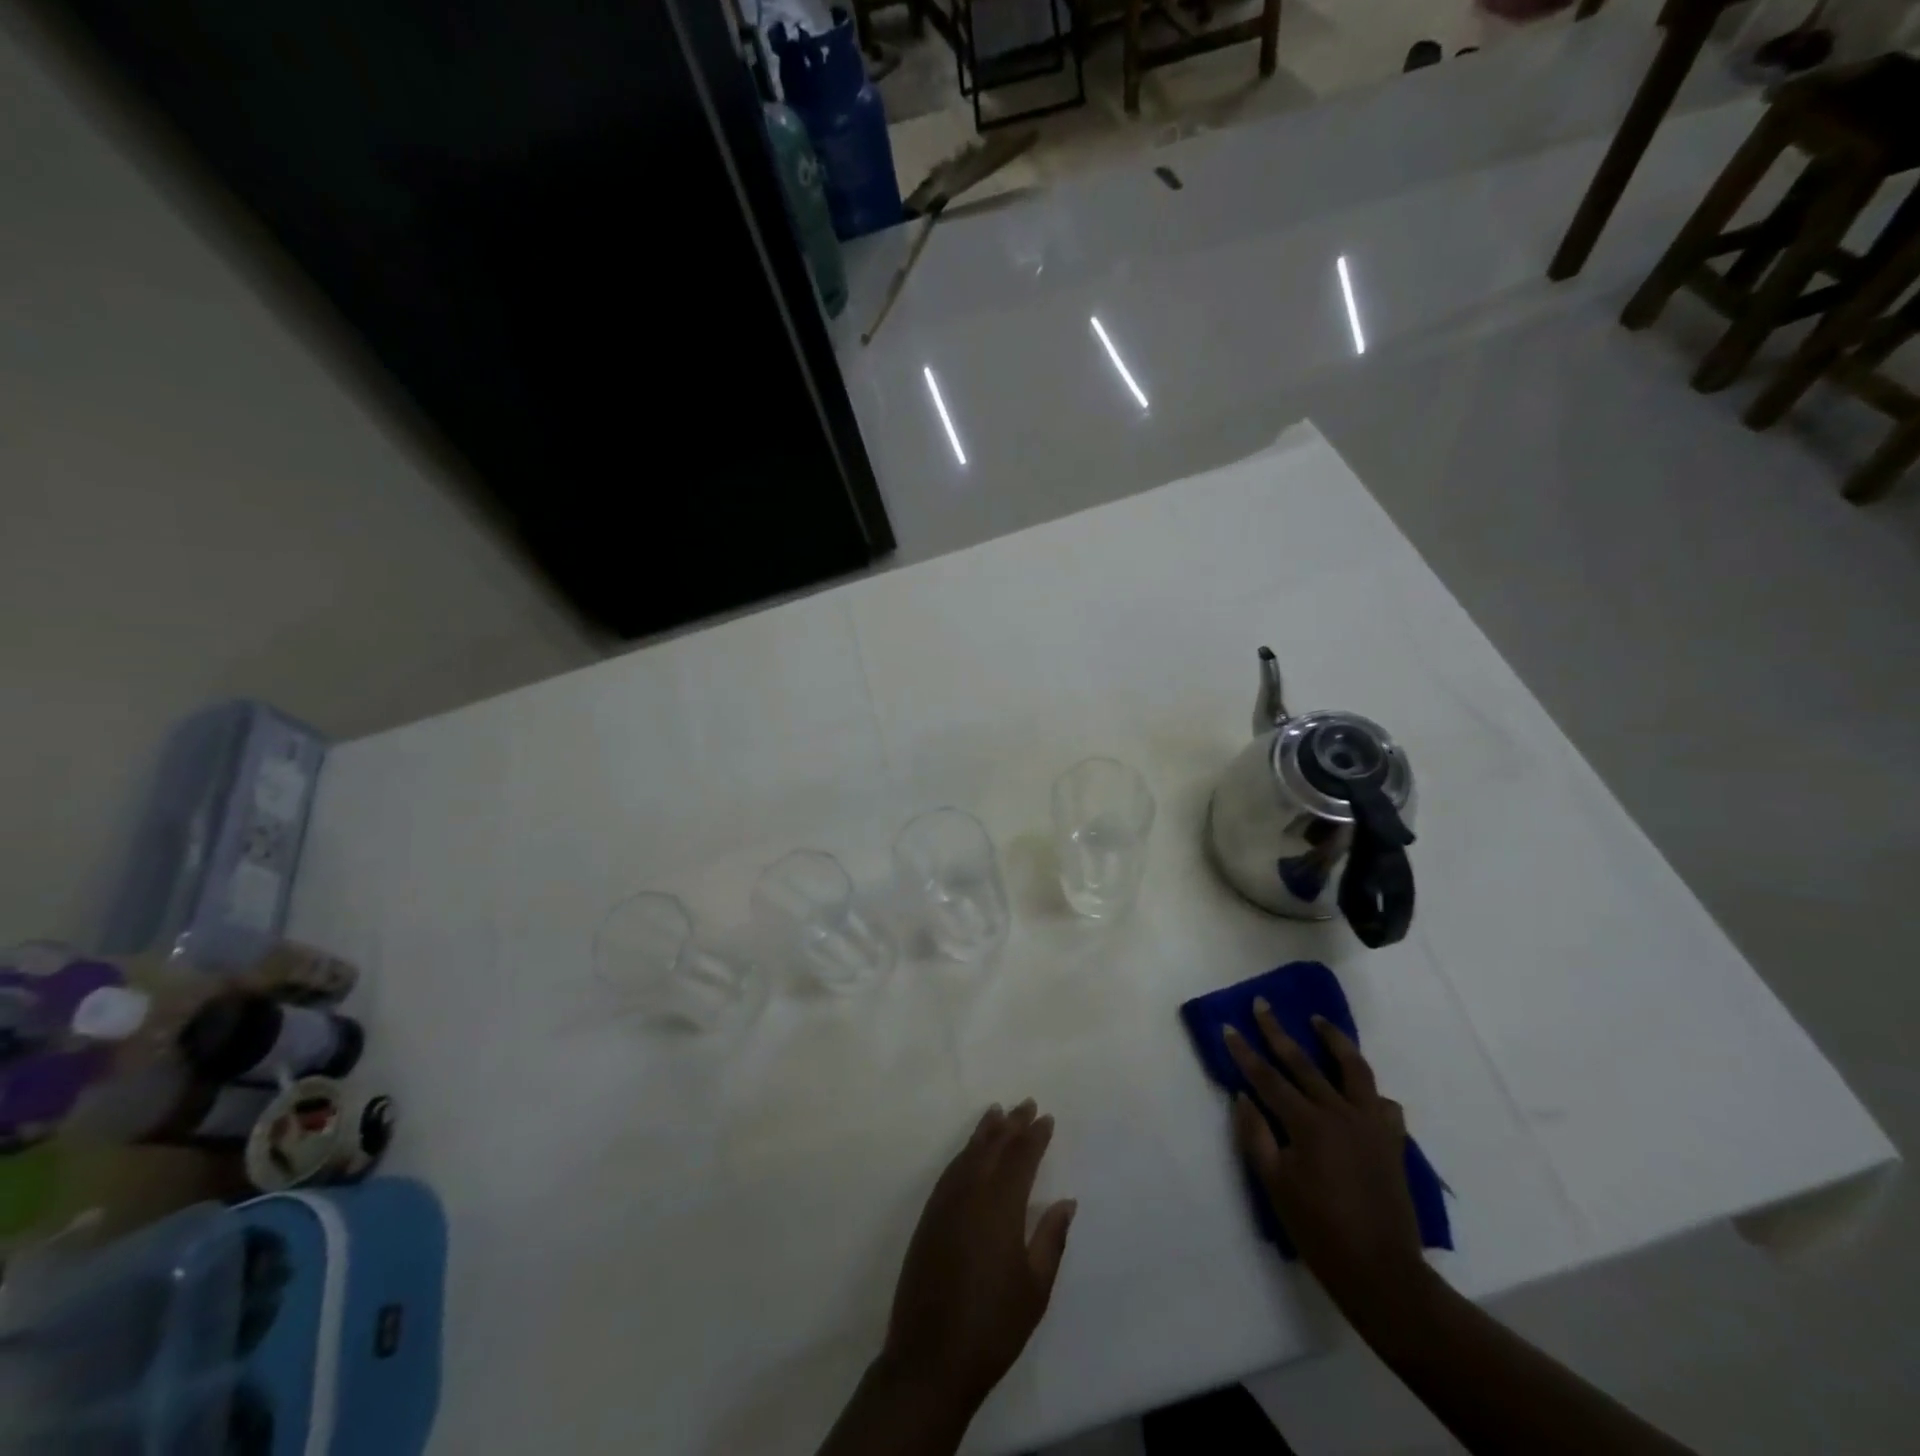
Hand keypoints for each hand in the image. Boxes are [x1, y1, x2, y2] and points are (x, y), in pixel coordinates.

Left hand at [878, 1100, 1076, 1415]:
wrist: (930, 1358)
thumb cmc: (993, 1326)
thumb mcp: (1035, 1288)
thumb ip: (1050, 1238)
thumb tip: (1066, 1201)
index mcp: (1000, 1206)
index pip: (1020, 1158)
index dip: (1034, 1136)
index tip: (1046, 1118)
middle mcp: (970, 1193)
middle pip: (993, 1147)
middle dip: (1011, 1124)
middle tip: (1026, 1103)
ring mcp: (945, 1203)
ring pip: (968, 1154)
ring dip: (985, 1132)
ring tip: (998, 1113)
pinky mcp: (929, 1217)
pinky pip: (951, 1170)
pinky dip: (964, 1152)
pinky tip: (971, 1151)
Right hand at [1224, 1002, 1430, 1318]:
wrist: (1383, 1274)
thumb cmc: (1319, 1231)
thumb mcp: (1275, 1185)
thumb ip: (1256, 1135)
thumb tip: (1243, 1097)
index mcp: (1308, 1124)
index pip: (1268, 1078)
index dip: (1245, 1052)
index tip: (1228, 1026)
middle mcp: (1341, 1113)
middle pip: (1304, 1063)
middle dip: (1278, 1032)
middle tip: (1262, 1004)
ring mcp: (1371, 1125)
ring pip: (1354, 1069)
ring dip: (1334, 1040)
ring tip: (1319, 1020)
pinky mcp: (1392, 1142)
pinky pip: (1383, 1103)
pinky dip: (1368, 1089)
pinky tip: (1359, 1089)